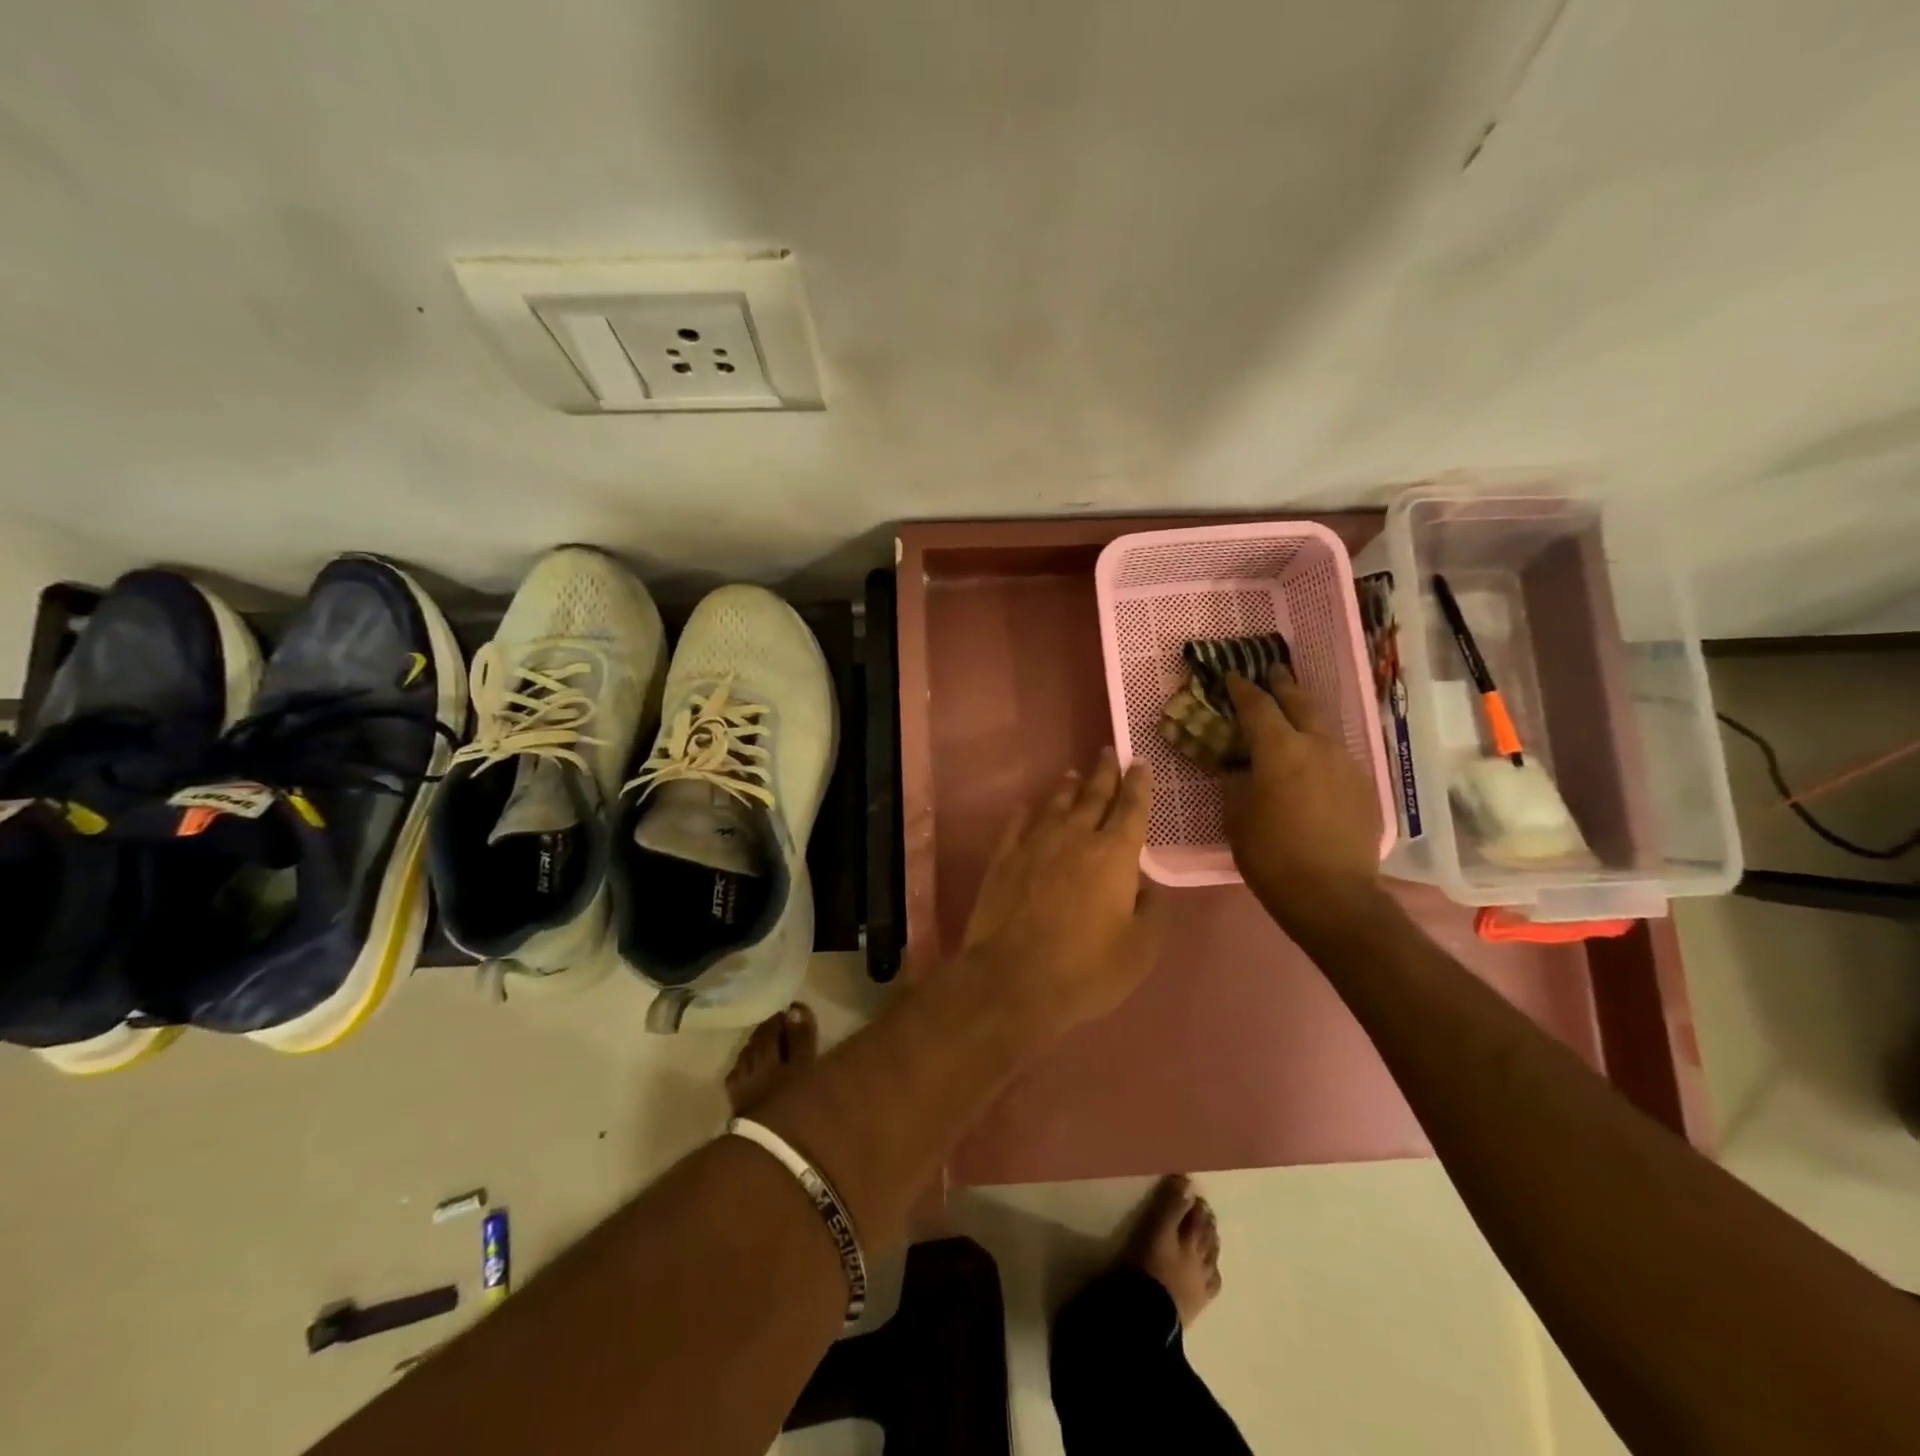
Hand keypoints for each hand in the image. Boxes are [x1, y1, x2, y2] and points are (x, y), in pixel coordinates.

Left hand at [960, 748, 1168, 1039]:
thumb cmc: (1086, 968)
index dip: (1139, 783)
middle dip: (1105, 773)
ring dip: (1068, 788)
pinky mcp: (1003, 858)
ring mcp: (1035, 844)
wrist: (1012, 979)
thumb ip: (1151, 911)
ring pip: (1056, 805)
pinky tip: (1026, 808)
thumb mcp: (1139, 950)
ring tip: (1074, 774)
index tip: (1140, 761)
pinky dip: (1025, 813)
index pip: (1132, 808)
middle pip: (1094, 796)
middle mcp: (1075, 837)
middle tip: (1109, 752)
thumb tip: (1147, 885)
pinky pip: (1017, 825)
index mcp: (1114, 855)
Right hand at [1222, 671, 1384, 933]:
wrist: (1333, 895)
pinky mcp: (1365, 787)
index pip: (1257, 706)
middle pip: (1300, 702)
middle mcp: (1318, 745)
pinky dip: (1320, 750)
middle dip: (1283, 684)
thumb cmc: (1270, 854)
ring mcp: (1347, 764)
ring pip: (1324, 728)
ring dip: (1305, 716)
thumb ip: (1236, 781)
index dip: (1242, 689)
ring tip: (1293, 714)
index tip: (1231, 676)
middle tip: (1272, 671)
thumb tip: (1241, 767)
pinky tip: (1313, 764)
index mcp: (1280, 749)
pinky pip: (1338, 756)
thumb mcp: (1236, 816)